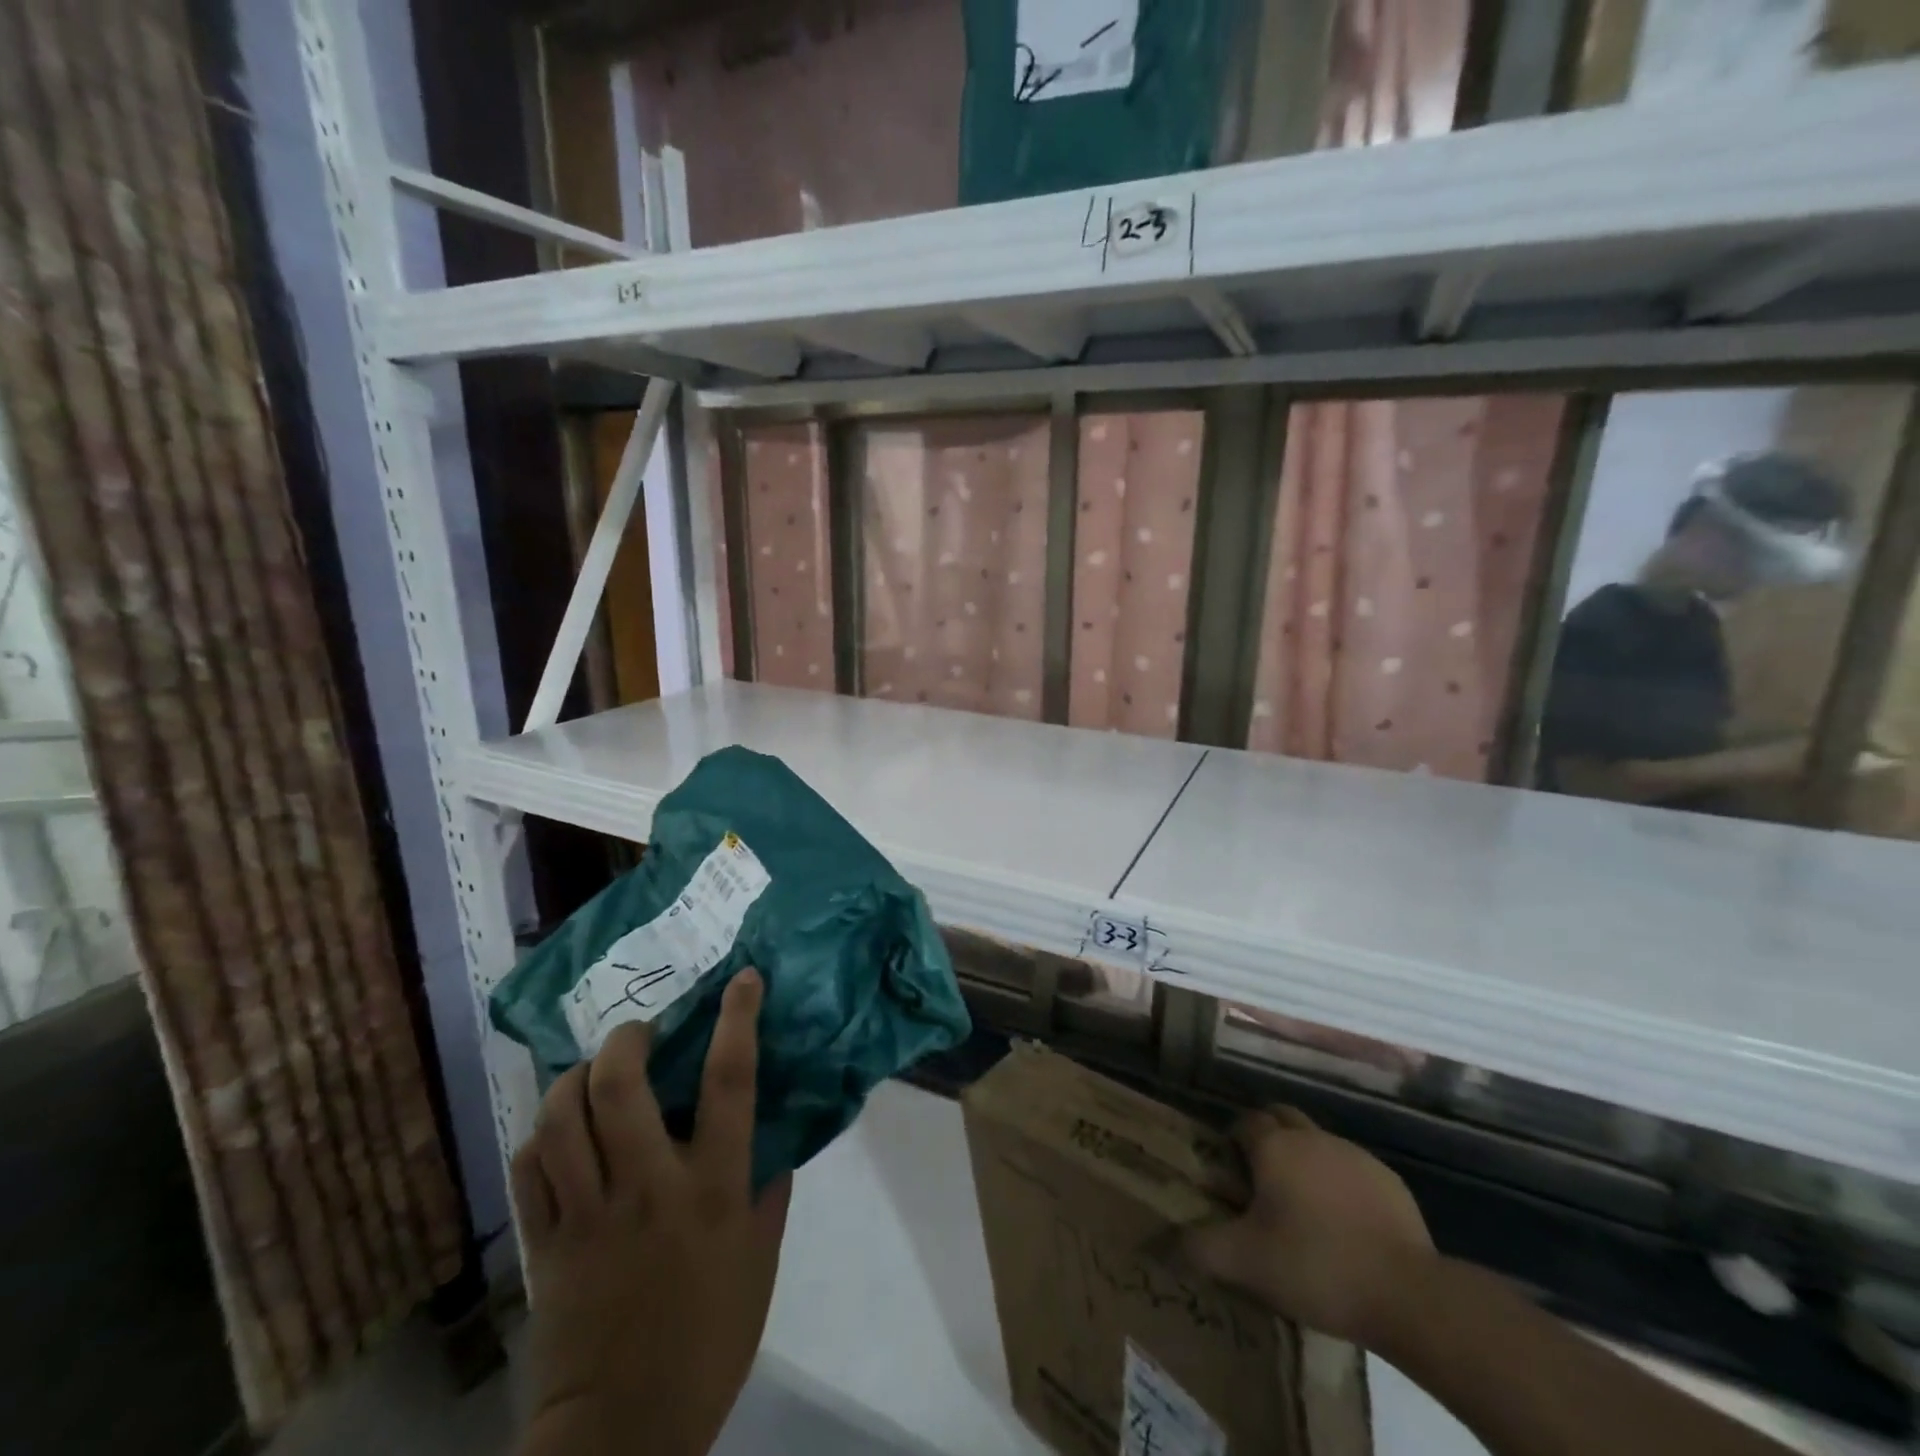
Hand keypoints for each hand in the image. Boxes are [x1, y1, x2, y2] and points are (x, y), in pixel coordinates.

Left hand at [512, 969, 789, 1455]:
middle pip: (618, 1085)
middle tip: (638, 1033)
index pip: (728, 1081)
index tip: (742, 979)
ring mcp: (587, 1214)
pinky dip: (539, 1134)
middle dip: (625, 1040)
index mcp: (711, 1188)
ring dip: (574, 1079)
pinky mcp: (544, 1244)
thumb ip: (770, 1192)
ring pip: (560, 1118)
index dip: (737, 1018)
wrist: (624, 1434)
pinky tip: (556, 1130)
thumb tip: (775, 1137)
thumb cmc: (710, 1339)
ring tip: (592, 1071)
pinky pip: (528, 1168)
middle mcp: (646, 1186)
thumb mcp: (761, 1261)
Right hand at [1182, 1107, 1433, 1348]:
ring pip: (1318, 1142)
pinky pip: (1352, 1170)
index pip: (1244, 1121)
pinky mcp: (1389, 1181)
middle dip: (1268, 1137)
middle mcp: (1311, 1137)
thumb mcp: (1245, 1263)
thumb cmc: (1315, 1265)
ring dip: (1305, 1161)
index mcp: (1274, 1146)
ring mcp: (1354, 1155)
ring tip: (1303, 1208)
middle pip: (1281, 1117)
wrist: (1408, 1294)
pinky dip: (1341, 1185)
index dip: (1233, 1141)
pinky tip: (1345, 1226)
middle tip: (1261, 1180)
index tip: (1231, 1173)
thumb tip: (1163, 1242)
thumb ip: (1199, 1248)